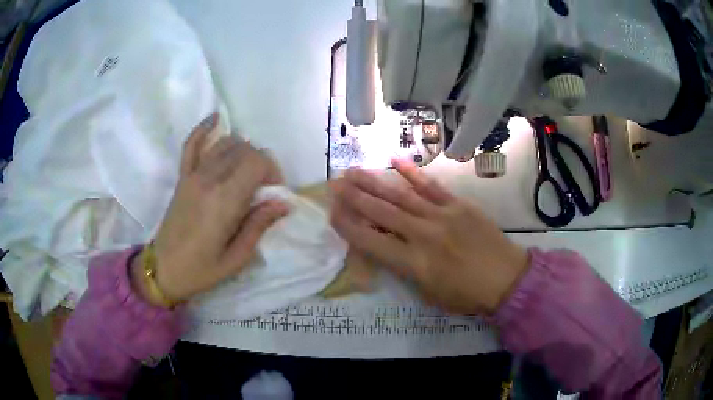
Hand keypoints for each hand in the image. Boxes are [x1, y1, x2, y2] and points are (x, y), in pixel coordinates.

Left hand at [132, 113, 287, 305]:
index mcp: (224, 202)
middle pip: (244, 150)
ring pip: (225, 144)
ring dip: (242, 150)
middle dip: (261, 162)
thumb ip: (259, 226)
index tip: (273, 192)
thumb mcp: (237, 258)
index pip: (257, 162)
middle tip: (263, 187)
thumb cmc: (201, 270)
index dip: (272, 171)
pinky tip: (216, 119)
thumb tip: (284, 202)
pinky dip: (204, 129)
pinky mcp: (182, 176)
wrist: (163, 269)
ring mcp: (193, 175)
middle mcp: (209, 180)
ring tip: (246, 171)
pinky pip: (191, 144)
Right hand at [330, 159, 528, 314]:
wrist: (506, 279)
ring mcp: (441, 216)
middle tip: (334, 182)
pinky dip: (412, 174)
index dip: (347, 225)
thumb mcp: (428, 294)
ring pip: (401, 196)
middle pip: (381, 212)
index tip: (331, 212)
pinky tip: (395, 161)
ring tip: (353, 171)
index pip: (370, 240)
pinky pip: (431, 187)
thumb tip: (386, 248)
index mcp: (413, 262)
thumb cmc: (467, 295)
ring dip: (375, 182)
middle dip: (354, 197)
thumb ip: (405, 269)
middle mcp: (422, 234)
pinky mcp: (458, 205)